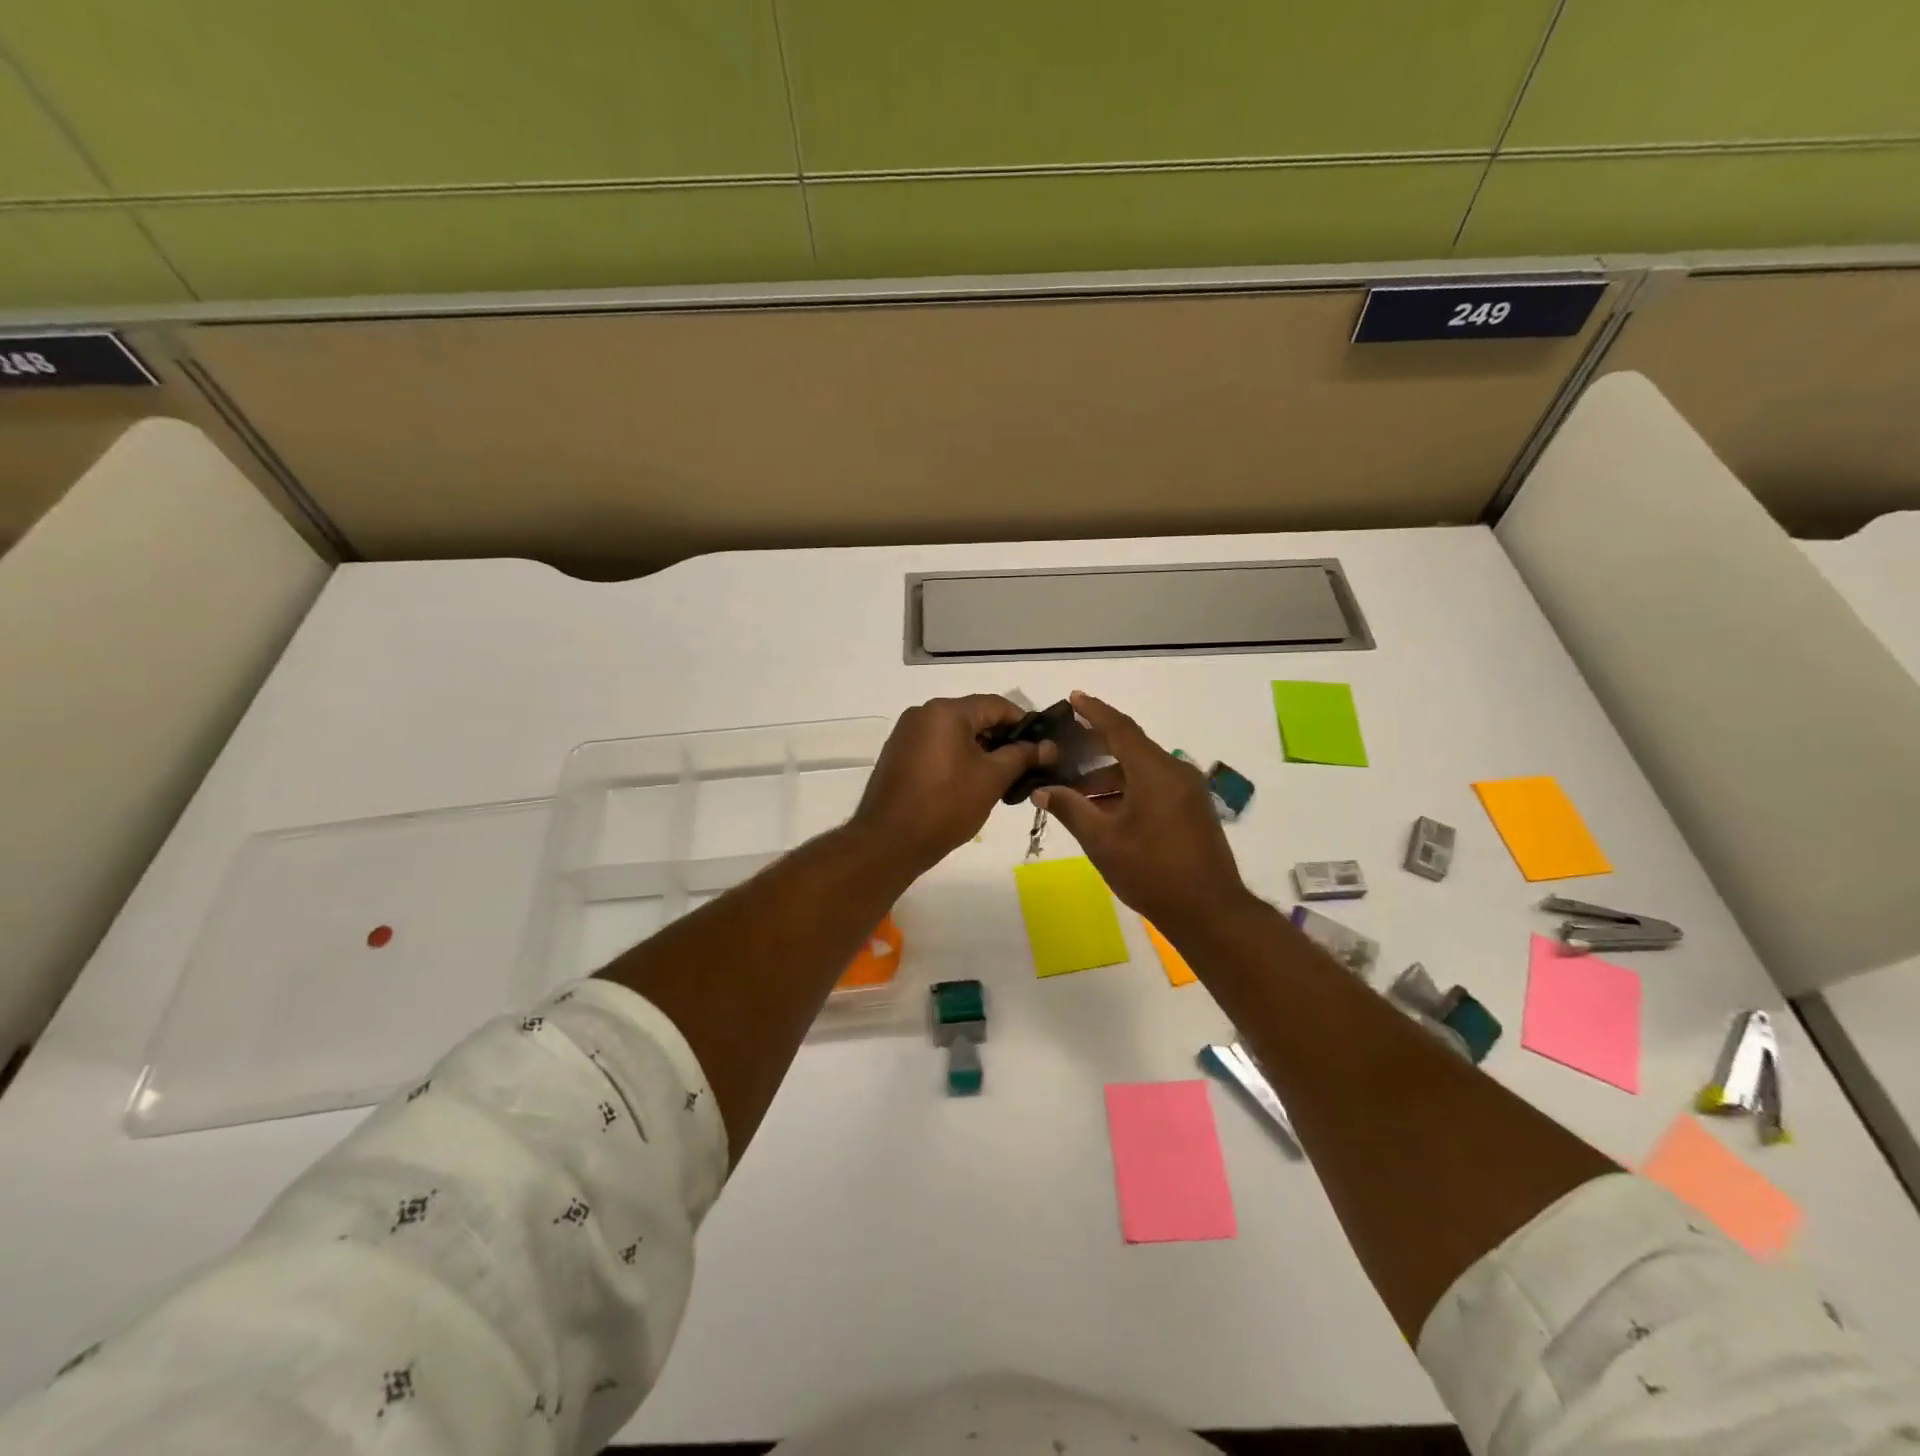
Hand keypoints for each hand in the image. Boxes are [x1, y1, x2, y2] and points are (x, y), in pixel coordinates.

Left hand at [851, 695, 1049, 875]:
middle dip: (1002, 738)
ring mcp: (906, 734)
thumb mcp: (992, 779)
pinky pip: (937, 747)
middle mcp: (923, 714)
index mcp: (946, 711)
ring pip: (955, 733)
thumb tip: (1048, 746)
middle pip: (973, 716)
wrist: (889, 841)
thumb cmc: (946, 804)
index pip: (996, 704)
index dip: (1024, 723)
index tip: (1043, 745)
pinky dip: (957, 758)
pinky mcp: (898, 755)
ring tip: (1002, 778)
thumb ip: (1022, 756)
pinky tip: (971, 783)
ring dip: (980, 750)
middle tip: (1026, 764)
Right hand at [1037, 692, 1254, 936]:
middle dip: (1095, 748)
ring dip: (1108, 777)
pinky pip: (1154, 785)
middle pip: (1130, 748)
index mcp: (1155, 772)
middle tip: (1063, 750)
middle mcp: (1176, 772)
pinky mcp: (1193, 809)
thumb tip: (1042, 790)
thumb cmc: (1152, 873)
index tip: (1073, 698)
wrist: (1210, 912)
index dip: (1094, 712)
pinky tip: (1104, 810)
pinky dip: (1127, 789)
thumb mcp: (1102, 841)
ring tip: (1075, 793)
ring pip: (1141, 770)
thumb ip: (1070, 809)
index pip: (1120, 729)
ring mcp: (1188, 791)